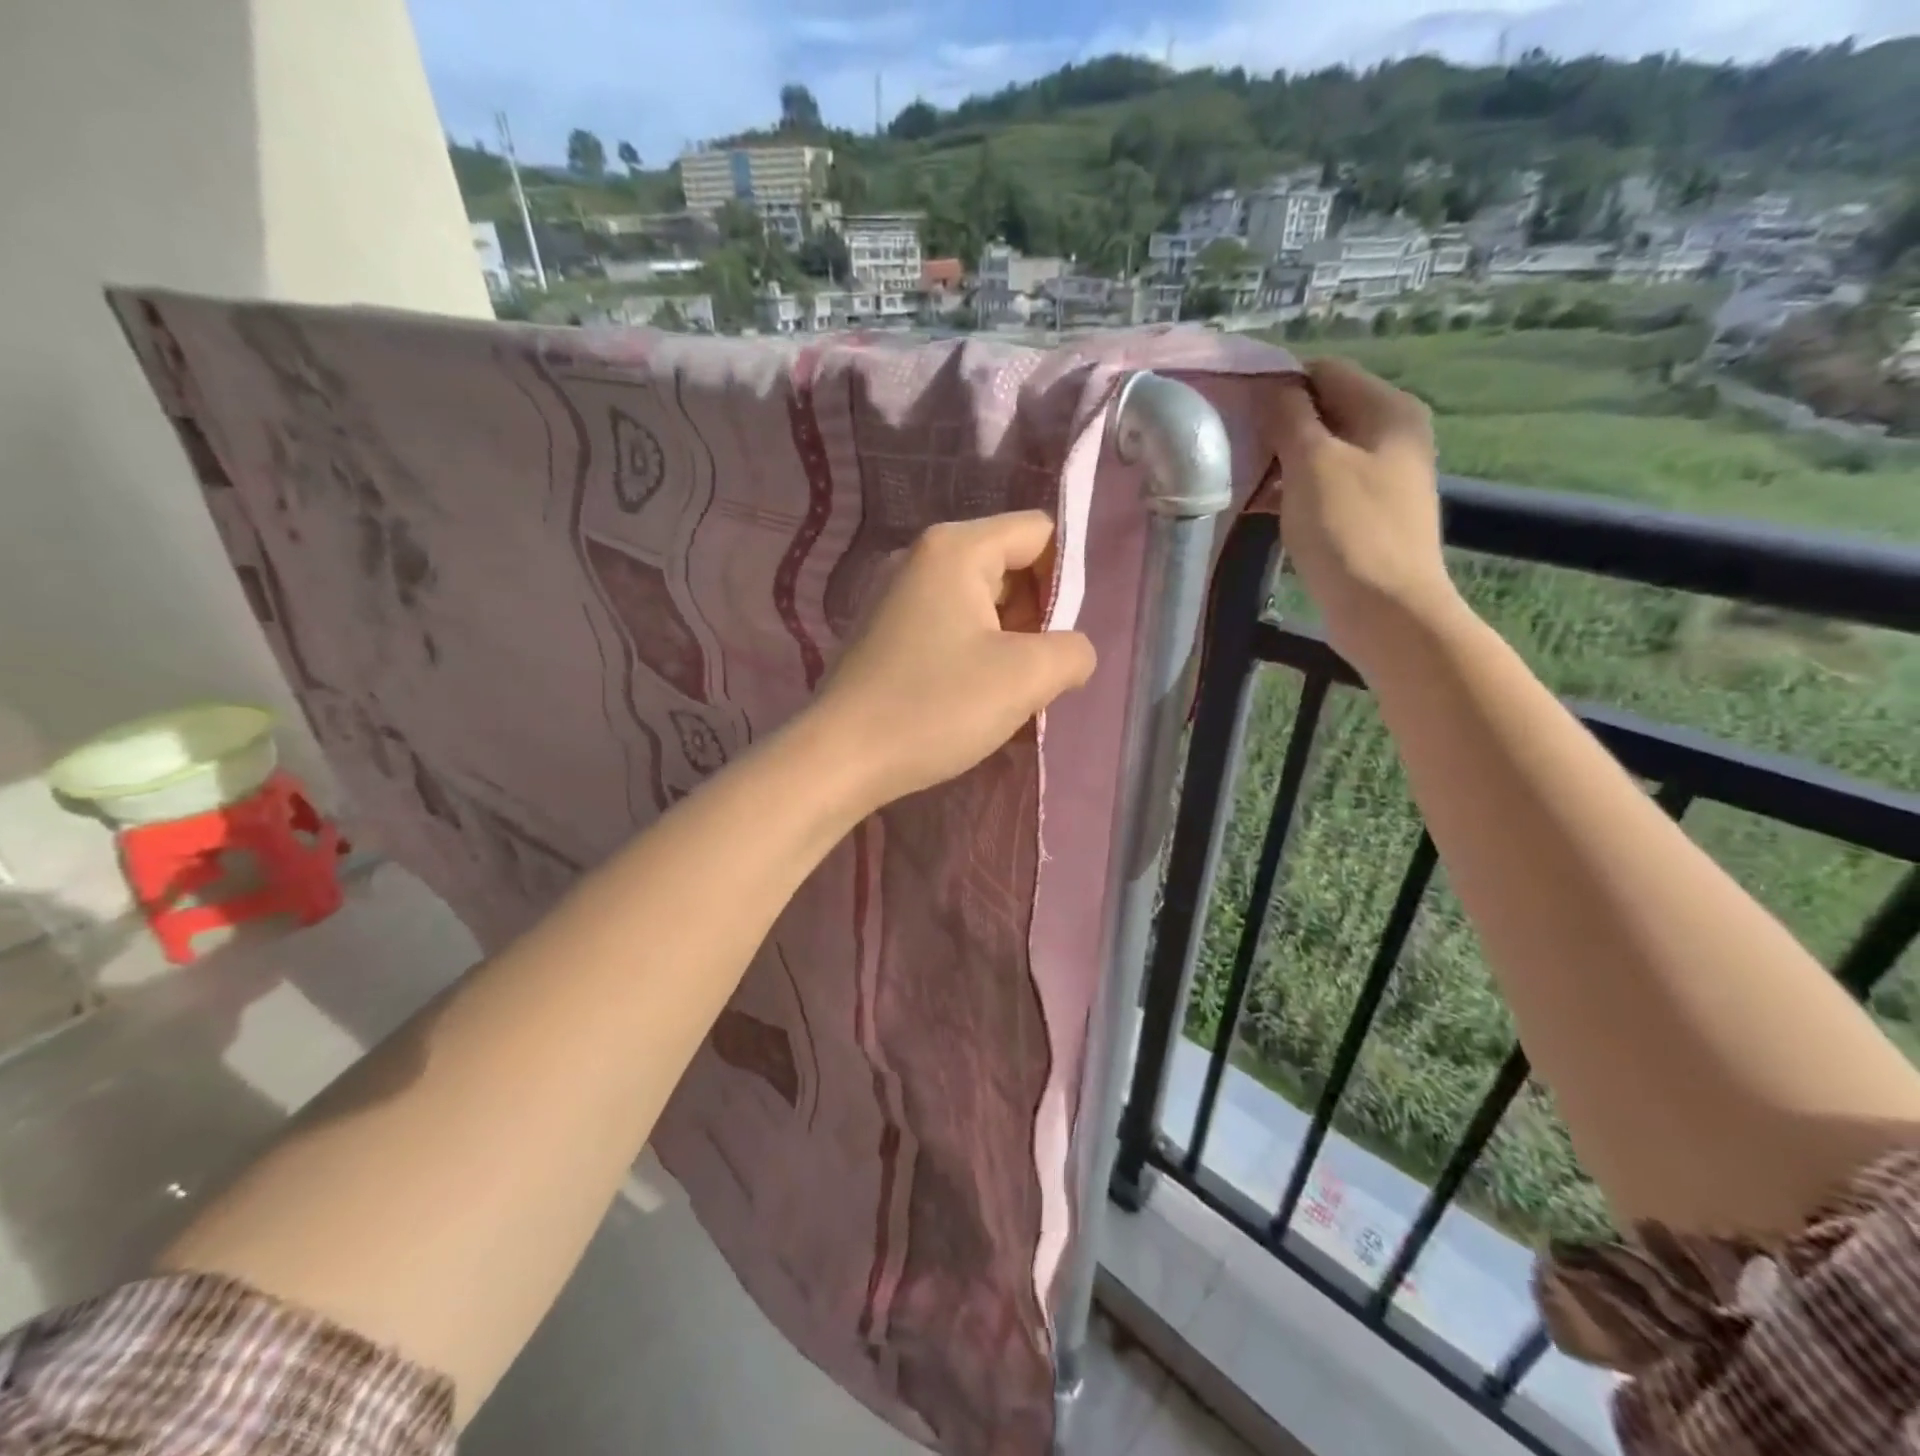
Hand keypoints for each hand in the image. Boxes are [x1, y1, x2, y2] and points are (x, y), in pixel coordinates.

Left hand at [815, 512, 1097, 806]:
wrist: (840, 759)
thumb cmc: (935, 707)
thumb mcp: (1025, 678)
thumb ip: (1072, 651)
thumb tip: (1072, 653)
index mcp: (955, 548)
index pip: (1039, 534)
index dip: (1065, 580)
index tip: (1060, 638)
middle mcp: (919, 557)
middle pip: (1008, 566)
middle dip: (1034, 617)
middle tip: (1034, 674)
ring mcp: (894, 594)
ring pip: (978, 601)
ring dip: (1005, 642)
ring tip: (1004, 693)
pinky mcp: (882, 631)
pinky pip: (947, 625)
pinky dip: (971, 653)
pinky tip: (967, 697)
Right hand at [1257, 358, 1463, 674]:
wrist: (1386, 611)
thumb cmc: (1349, 530)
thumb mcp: (1312, 464)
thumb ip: (1289, 418)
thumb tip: (1272, 388)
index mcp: (1388, 410)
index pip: (1325, 372)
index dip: (1278, 385)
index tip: (1232, 409)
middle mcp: (1392, 436)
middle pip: (1323, 412)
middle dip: (1275, 427)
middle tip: (1229, 446)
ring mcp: (1381, 479)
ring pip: (1320, 454)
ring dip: (1279, 463)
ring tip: (1236, 478)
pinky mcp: (1366, 516)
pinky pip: (1323, 488)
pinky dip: (1291, 492)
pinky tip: (1258, 507)